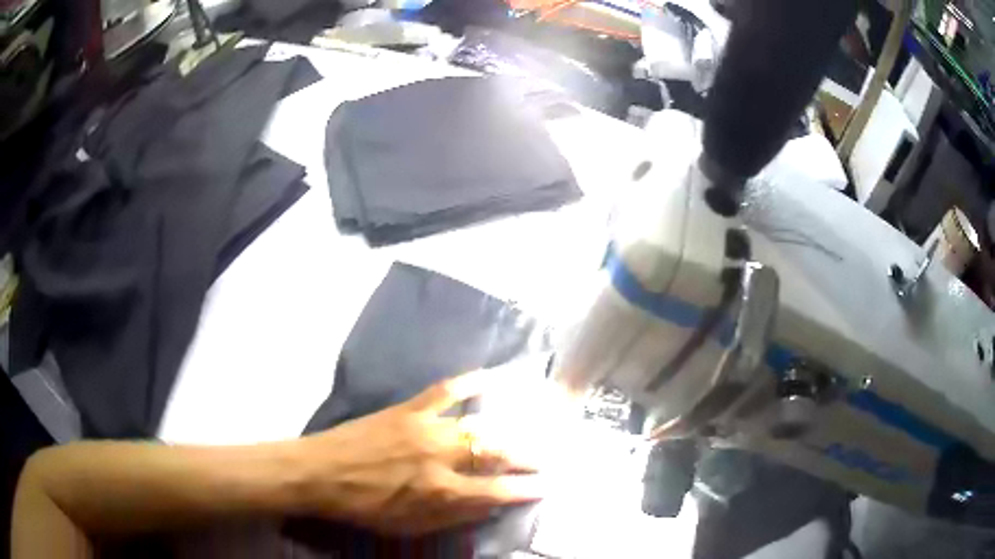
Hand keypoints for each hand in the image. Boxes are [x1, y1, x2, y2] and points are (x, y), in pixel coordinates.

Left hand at [296, 369, 544, 534]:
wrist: (321, 473)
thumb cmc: (364, 507)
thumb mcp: (408, 526)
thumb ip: (451, 518)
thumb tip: (487, 507)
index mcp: (441, 492)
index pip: (496, 491)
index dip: (525, 489)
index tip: (545, 485)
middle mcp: (441, 458)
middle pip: (494, 454)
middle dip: (525, 457)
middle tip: (544, 457)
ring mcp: (426, 429)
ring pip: (477, 426)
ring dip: (507, 429)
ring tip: (528, 428)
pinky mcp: (409, 409)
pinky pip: (444, 391)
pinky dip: (469, 382)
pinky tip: (488, 377)